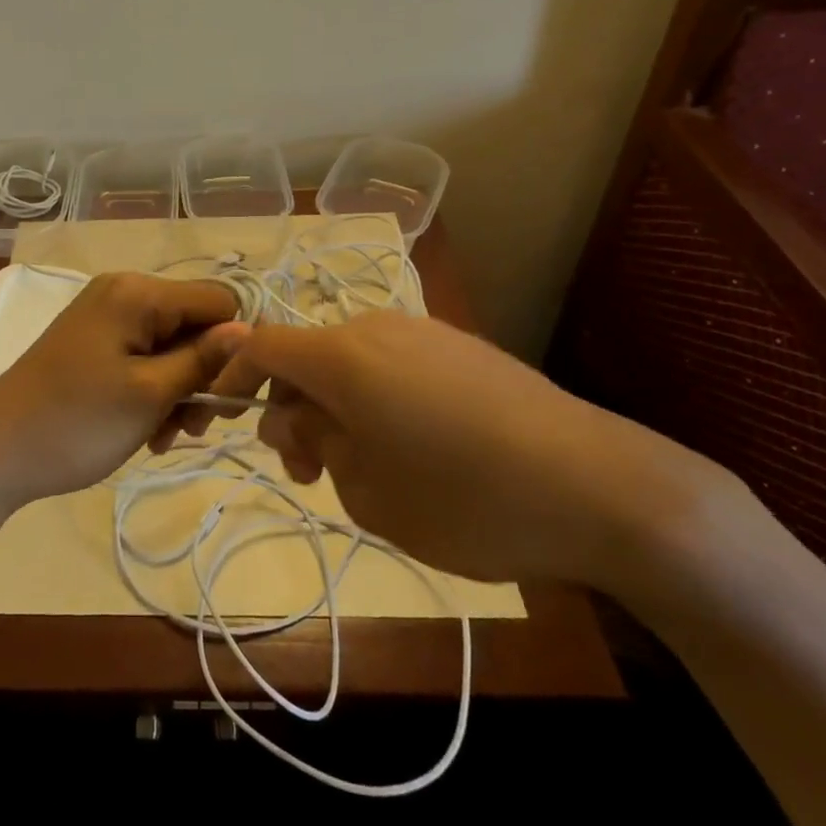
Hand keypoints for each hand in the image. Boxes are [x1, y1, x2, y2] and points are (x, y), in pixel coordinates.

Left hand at [0, 273, 247, 506]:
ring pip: (172, 346)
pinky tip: (146, 430)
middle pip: (194, 323)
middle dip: (202, 375)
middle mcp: (124, 291)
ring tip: (164, 435)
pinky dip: (154, 391)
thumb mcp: (150, 394)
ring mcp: (106, 316)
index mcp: (138, 292)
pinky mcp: (95, 342)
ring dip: (179, 390)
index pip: (218, 302)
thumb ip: (204, 359)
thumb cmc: (77, 421)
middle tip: (192, 427)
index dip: (233, 347)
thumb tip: (251, 330)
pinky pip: (144, 357)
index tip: (226, 398)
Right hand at [210, 312, 733, 589]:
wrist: (600, 487)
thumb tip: (293, 414)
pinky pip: (393, 363)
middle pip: (307, 355)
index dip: (233, 373)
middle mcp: (376, 327)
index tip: (225, 416)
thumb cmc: (465, 498)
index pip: (262, 345)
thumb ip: (314, 441)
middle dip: (290, 407)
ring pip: (350, 360)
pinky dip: (375, 396)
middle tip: (308, 471)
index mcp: (342, 355)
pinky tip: (413, 447)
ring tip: (362, 466)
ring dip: (334, 404)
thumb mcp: (367, 490)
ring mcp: (425, 332)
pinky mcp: (463, 347)